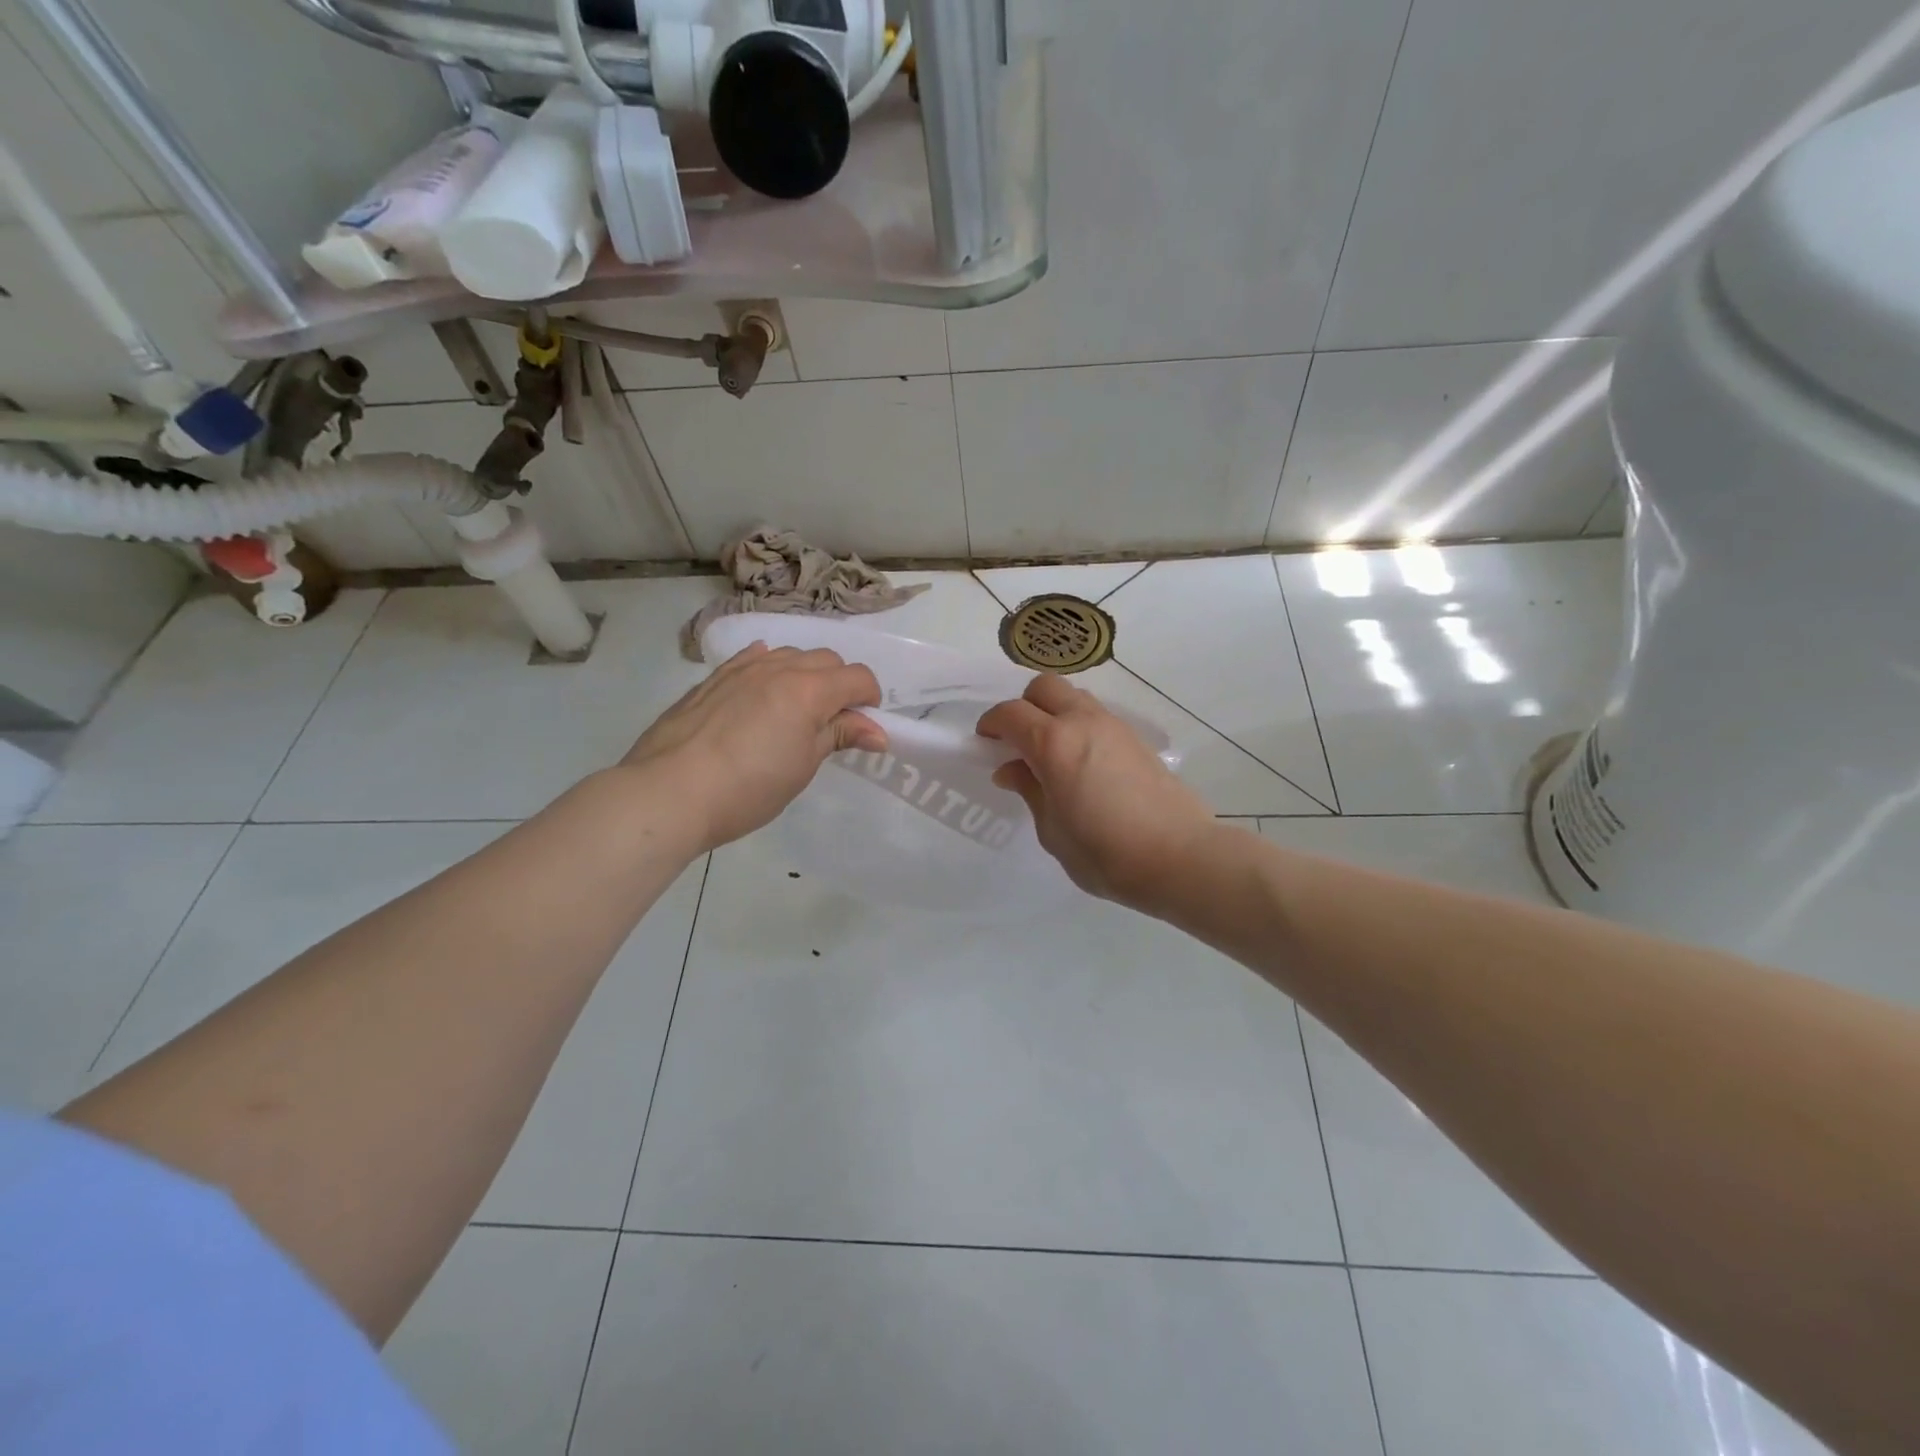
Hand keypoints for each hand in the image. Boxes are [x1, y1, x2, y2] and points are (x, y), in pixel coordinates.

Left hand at [624, 643, 887, 850]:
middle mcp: (778, 667)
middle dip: (840, 684)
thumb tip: (877, 731)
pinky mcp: (713, 678)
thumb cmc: (747, 788)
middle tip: (832, 723)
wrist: (670, 792)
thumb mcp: (802, 767)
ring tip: (795, 711)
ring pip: (789, 655)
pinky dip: (769, 668)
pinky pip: (752, 658)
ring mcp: (741, 668)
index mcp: (808, 690)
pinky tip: (762, 688)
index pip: (857, 677)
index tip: (863, 728)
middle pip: (827, 659)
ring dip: (805, 674)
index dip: (869, 700)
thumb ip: (838, 736)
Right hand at [978, 675, 1216, 911]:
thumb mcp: (1052, 831)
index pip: (1010, 714)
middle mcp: (1083, 722)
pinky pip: (1096, 715)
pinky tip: (1082, 762)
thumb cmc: (1105, 853)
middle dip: (1023, 706)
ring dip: (1054, 712)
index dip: (991, 724)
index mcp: (1054, 744)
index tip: (985, 744)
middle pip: (1044, 687)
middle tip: (1018, 742)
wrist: (1179, 857)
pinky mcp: (1136, 738)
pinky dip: (1079, 725)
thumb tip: (1011, 769)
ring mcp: (1114, 726)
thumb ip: (1029, 791)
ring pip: (1074, 696)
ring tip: (1051, 752)